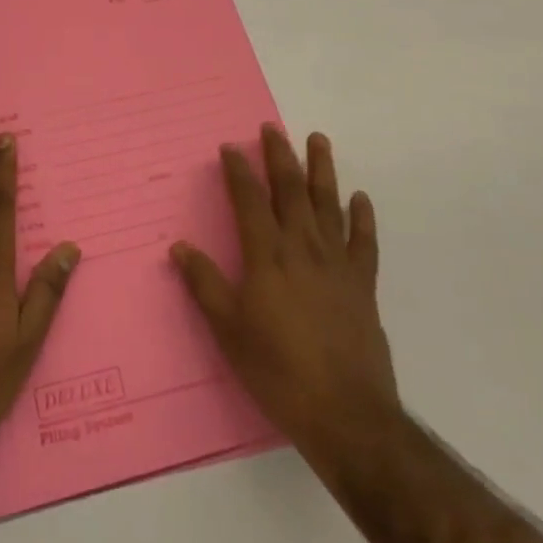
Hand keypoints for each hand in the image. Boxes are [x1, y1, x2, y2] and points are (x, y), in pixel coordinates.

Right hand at [171, 125, 397, 464]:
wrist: (346, 414)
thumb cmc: (278, 371)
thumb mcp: (229, 331)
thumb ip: (205, 285)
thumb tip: (180, 247)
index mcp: (267, 257)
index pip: (249, 201)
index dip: (239, 171)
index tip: (230, 147)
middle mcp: (302, 248)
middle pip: (291, 190)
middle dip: (280, 156)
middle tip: (272, 128)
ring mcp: (337, 264)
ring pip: (328, 204)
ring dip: (322, 170)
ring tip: (318, 140)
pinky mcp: (363, 284)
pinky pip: (363, 242)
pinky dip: (362, 217)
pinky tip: (359, 197)